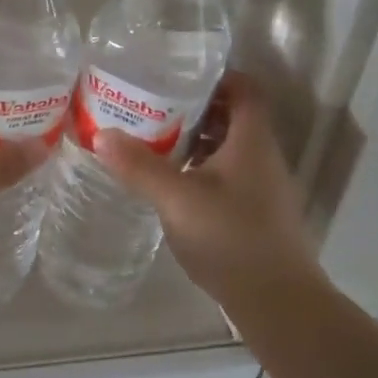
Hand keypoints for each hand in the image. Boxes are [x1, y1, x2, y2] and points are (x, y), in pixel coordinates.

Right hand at [92, 72, 317, 303]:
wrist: (276, 301)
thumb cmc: (230, 238)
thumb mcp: (177, 199)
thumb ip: (140, 166)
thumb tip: (101, 134)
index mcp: (251, 141)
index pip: (245, 89)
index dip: (216, 76)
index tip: (176, 75)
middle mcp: (262, 157)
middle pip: (233, 116)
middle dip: (195, 107)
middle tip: (152, 105)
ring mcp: (261, 187)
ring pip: (228, 148)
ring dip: (195, 140)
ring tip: (152, 139)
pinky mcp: (254, 212)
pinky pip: (226, 175)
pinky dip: (199, 168)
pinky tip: (170, 183)